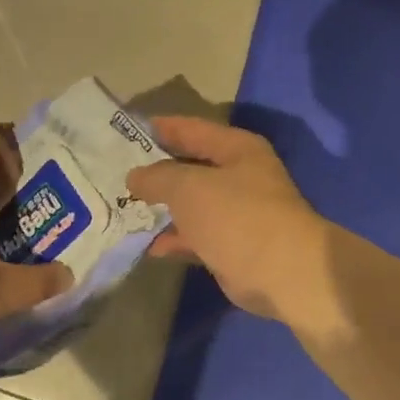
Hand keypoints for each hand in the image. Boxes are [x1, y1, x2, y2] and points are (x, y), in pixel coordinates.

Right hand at [126, 117, 328, 321]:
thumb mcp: (188, 187)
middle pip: (191, 167)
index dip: (161, 128)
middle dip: (157, 172)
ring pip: (192, 204)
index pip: (192, 129)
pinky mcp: (232, 246)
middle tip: (117, 173)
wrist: (282, 272)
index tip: (127, 131)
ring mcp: (237, 213)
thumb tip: (135, 176)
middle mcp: (240, 176)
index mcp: (236, 149)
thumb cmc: (236, 215)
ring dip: (163, 208)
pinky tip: (149, 245)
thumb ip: (157, 177)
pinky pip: (196, 236)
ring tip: (124, 208)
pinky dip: (175, 239)